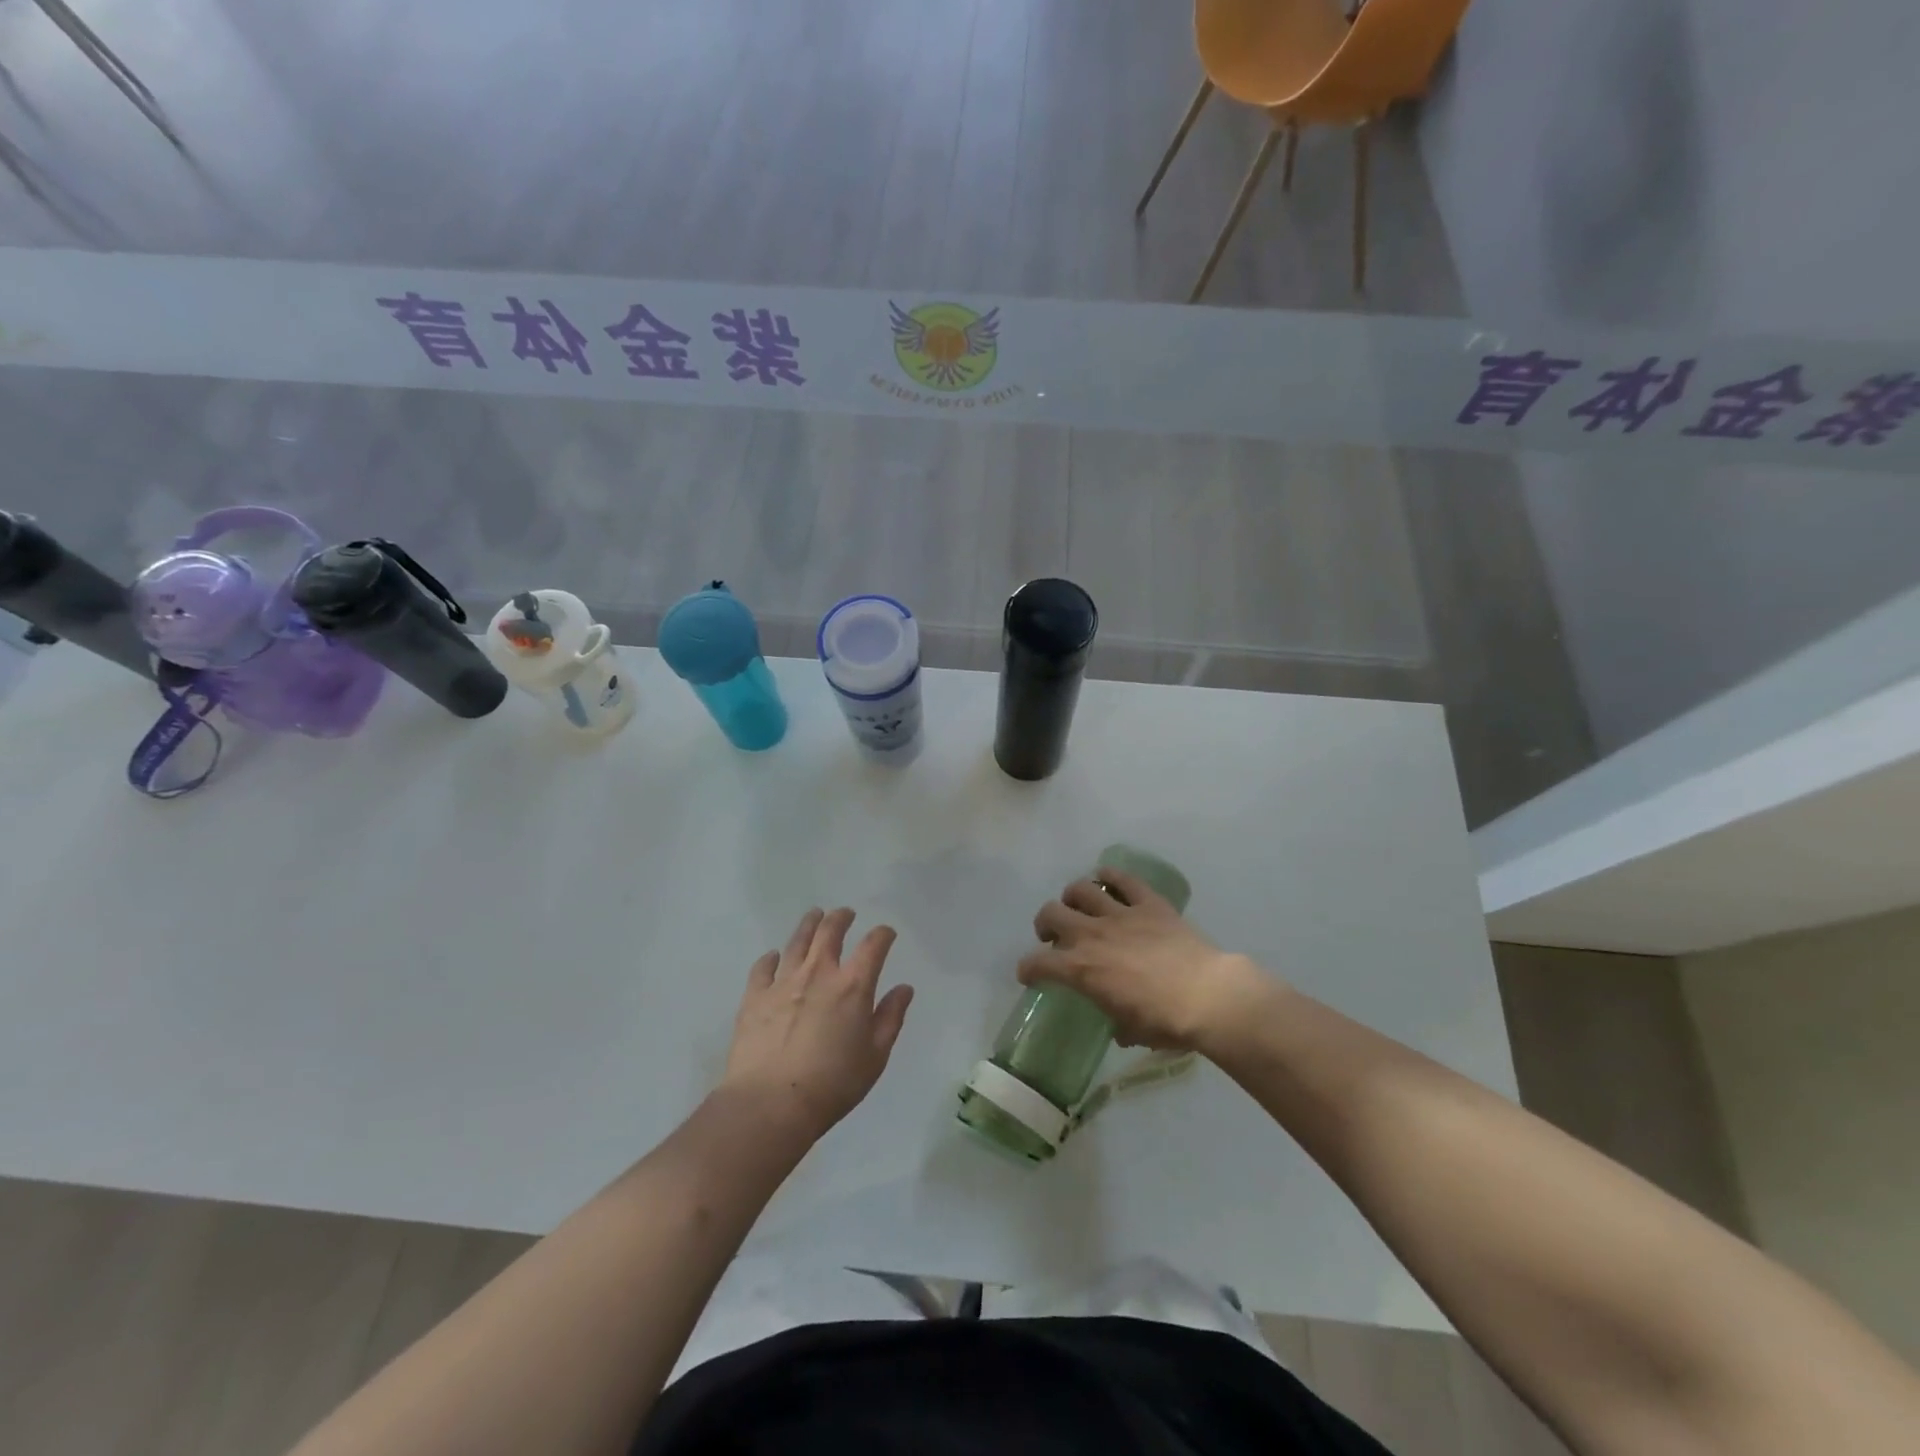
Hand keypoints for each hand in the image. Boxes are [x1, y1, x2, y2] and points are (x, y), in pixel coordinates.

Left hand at [720, 907, 914, 1141]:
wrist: (770, 1104)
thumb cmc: (832, 1084)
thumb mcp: (875, 1057)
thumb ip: (890, 1018)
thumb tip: (904, 989)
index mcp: (853, 985)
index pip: (873, 945)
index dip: (883, 935)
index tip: (886, 934)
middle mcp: (818, 973)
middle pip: (830, 931)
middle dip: (841, 918)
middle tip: (845, 914)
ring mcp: (783, 982)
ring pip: (797, 941)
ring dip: (809, 924)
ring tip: (814, 916)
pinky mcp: (754, 997)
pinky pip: (763, 967)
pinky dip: (771, 958)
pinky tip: (773, 957)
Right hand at [1018, 866, 1278, 1053]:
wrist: (1208, 996)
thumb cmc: (1166, 1022)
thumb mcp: (1132, 1031)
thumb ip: (1117, 1024)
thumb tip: (1119, 1026)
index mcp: (1081, 969)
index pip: (1038, 963)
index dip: (1028, 968)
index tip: (1029, 974)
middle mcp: (1091, 935)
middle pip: (1050, 914)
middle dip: (1045, 923)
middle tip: (1053, 934)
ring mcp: (1120, 914)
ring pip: (1081, 890)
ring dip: (1073, 897)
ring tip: (1079, 906)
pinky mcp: (1148, 902)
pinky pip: (1122, 879)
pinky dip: (1110, 876)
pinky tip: (1107, 880)